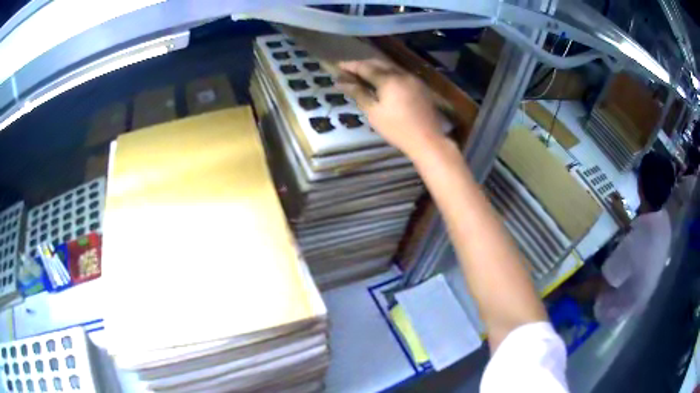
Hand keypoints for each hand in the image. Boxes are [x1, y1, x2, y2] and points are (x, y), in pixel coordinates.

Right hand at [337, 59, 446, 160]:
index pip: (365, 67)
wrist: (427, 140)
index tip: (338, 66)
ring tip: (363, 75)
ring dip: (376, 68)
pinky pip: (400, 74)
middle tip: (349, 70)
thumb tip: (341, 81)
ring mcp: (413, 79)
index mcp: (389, 79)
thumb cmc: (397, 129)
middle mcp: (402, 74)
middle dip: (363, 64)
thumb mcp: (373, 112)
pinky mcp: (420, 86)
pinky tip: (382, 82)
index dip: (350, 66)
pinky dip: (388, 74)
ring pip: (391, 67)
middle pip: (379, 63)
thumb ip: (358, 93)